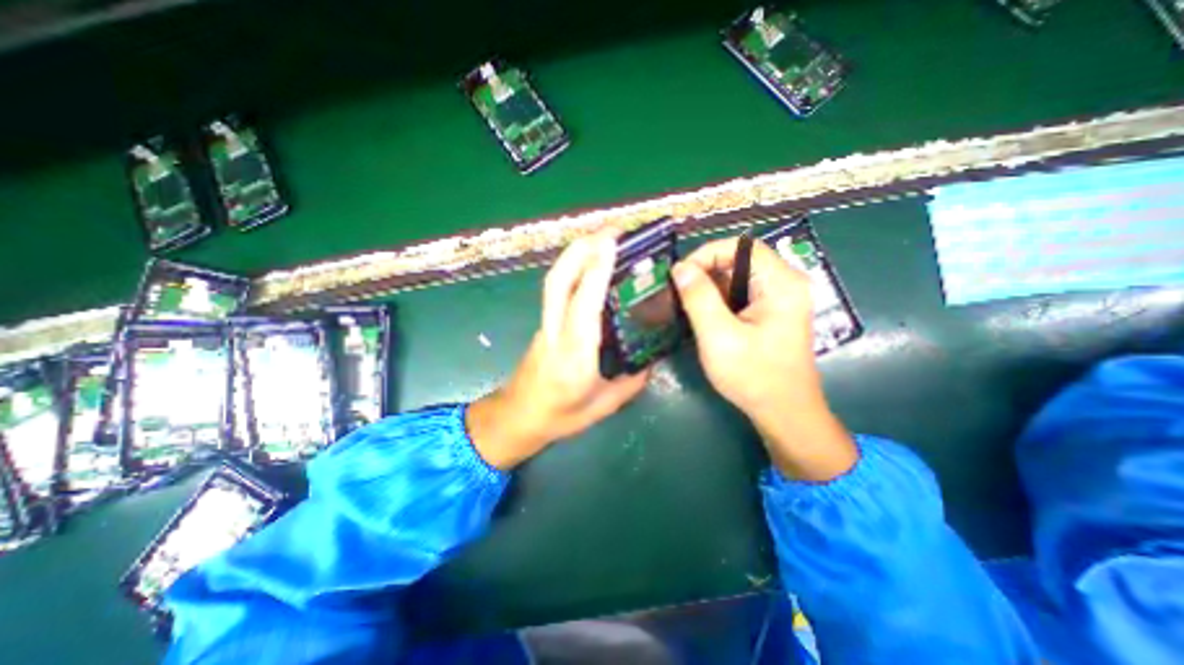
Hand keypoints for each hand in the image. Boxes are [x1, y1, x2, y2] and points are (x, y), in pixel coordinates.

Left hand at [468, 232, 646, 470]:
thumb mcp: (605, 406)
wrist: (518, 417)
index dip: (596, 271)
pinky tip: (590, 263)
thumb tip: (651, 357)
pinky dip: (573, 268)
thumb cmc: (560, 416)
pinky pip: (557, 289)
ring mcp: (546, 324)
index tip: (612, 242)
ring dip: (576, 253)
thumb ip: (632, 381)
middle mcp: (556, 333)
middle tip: (611, 230)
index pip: (583, 306)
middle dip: (582, 248)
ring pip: (555, 280)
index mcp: (575, 356)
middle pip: (559, 281)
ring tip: (602, 237)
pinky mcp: (545, 322)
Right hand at [671, 236, 855, 478]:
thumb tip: (680, 268)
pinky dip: (718, 300)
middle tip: (679, 290)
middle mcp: (784, 285)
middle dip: (706, 272)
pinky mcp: (769, 314)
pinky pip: (740, 295)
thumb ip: (699, 298)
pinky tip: (702, 316)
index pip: (742, 247)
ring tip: (685, 304)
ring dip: (709, 287)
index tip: (681, 274)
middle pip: (740, 260)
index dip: (708, 253)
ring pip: (737, 278)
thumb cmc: (754, 376)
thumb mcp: (719, 337)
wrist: (784, 413)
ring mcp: (778, 300)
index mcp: (781, 284)